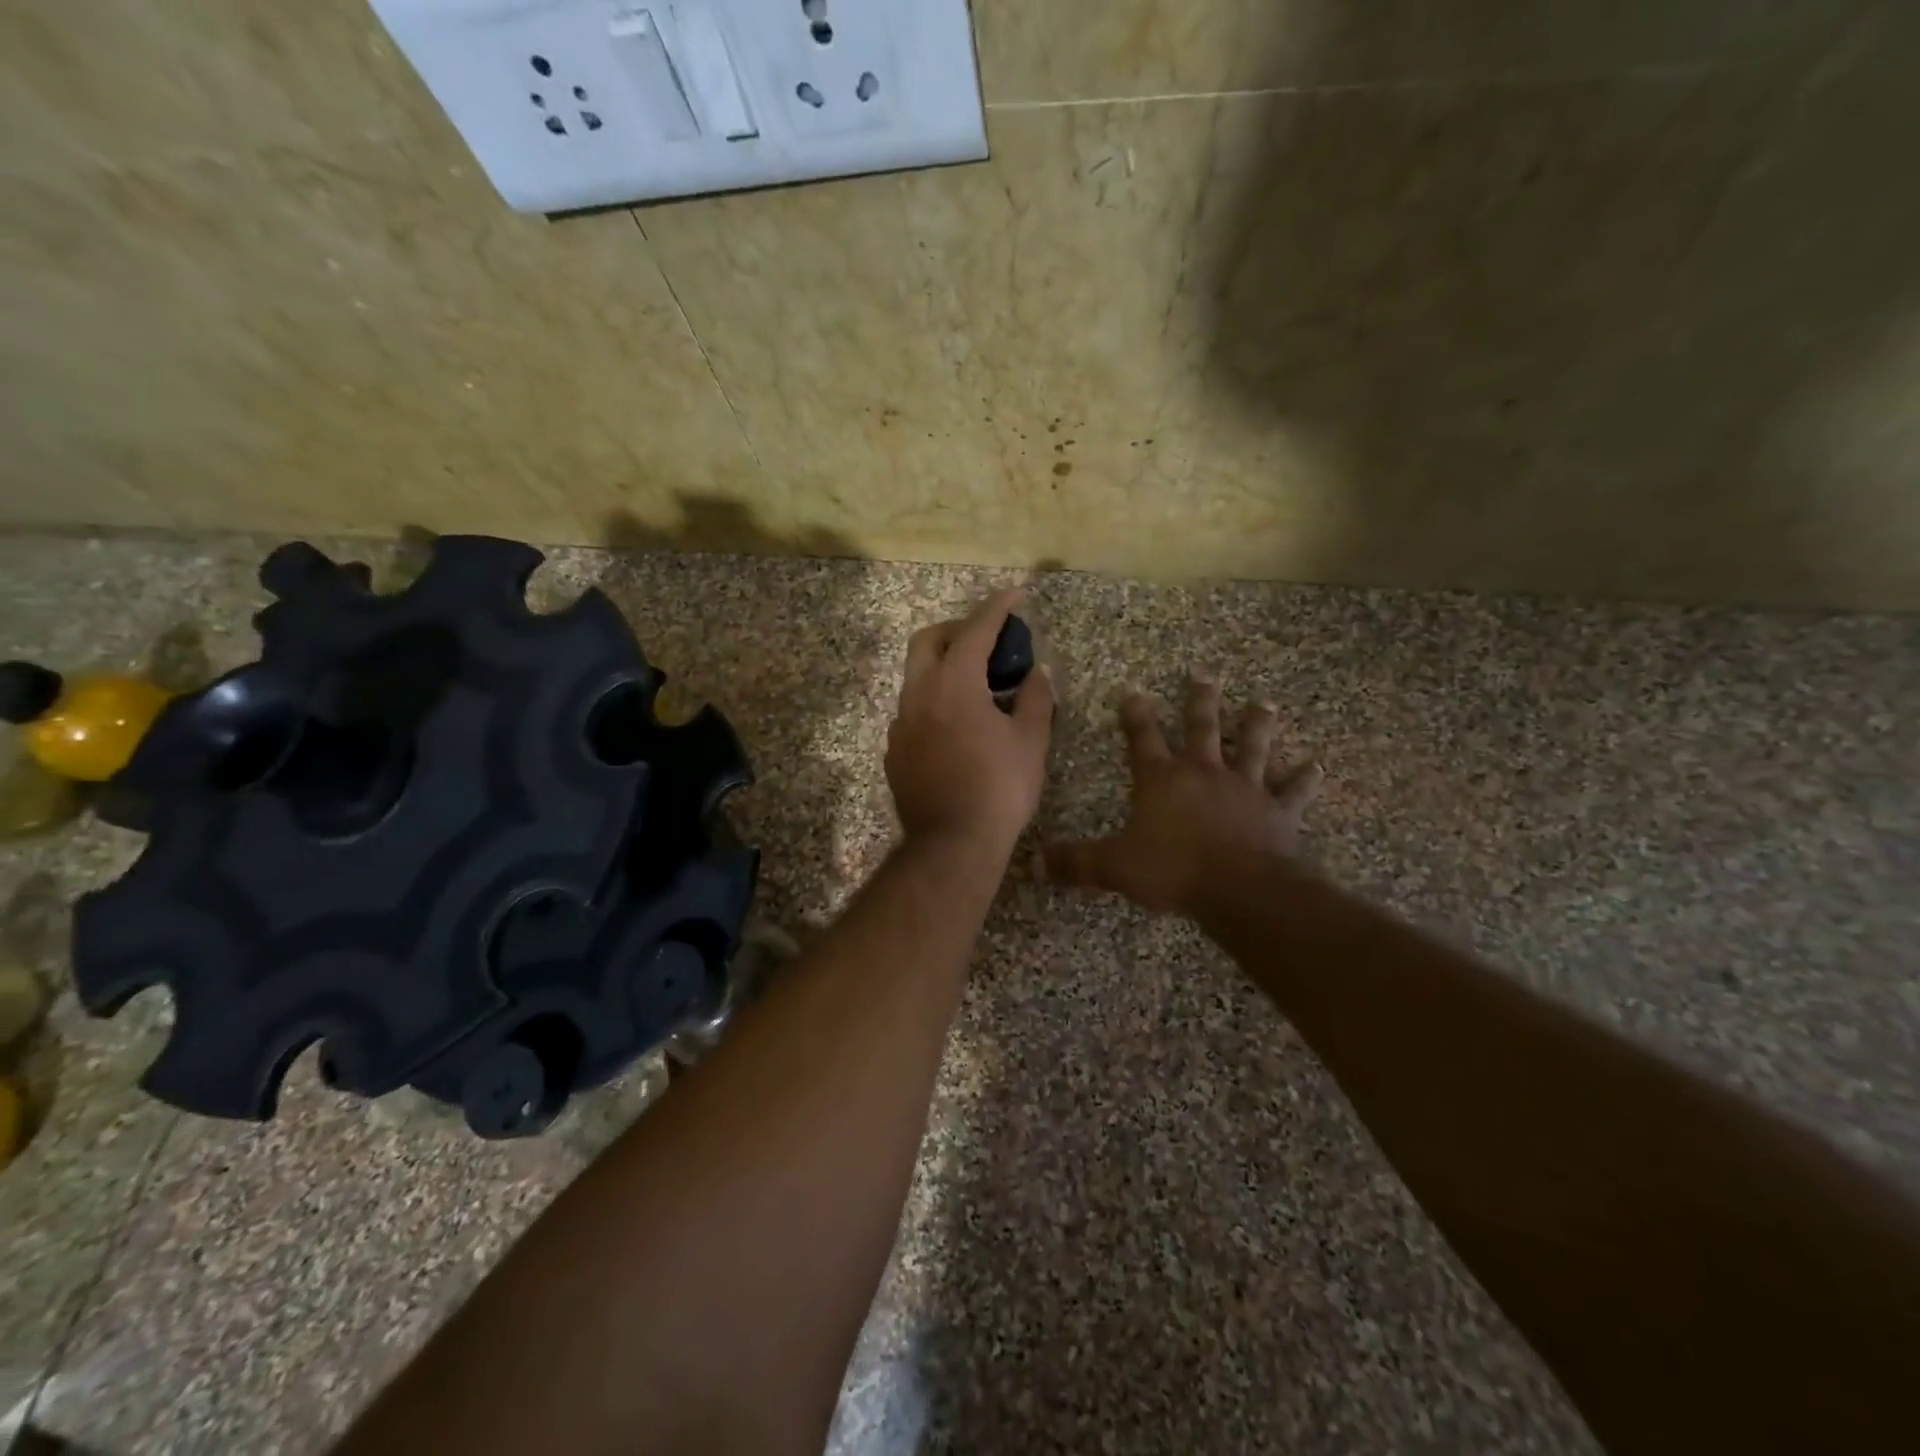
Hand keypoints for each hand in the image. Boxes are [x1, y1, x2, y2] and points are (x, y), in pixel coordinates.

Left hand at [887, 589, 1054, 858]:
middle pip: (927, 640)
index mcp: (954, 684)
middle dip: (956, 629)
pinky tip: (957, 727)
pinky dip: (935, 703)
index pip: (975, 631)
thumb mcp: (1031, 741)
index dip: (998, 608)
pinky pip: (913, 712)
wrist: (952, 844)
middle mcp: (918, 695)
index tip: (1015, 595)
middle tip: (986, 640)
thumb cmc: (1000, 789)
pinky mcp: (894, 752)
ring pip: (916, 678)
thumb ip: (1035, 698)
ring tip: (977, 687)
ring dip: (943, 668)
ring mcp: (900, 724)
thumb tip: (1037, 673)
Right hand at [1044, 675, 1321, 915]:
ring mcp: (1244, 788)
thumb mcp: (1114, 867)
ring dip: (1258, 725)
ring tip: (1265, 703)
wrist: (1238, 888)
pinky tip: (1315, 766)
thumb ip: (1075, 863)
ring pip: (1253, 747)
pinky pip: (1293, 791)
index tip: (1131, 690)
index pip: (1142, 738)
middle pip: (1202, 728)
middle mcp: (1203, 772)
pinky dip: (1304, 779)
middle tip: (1204, 676)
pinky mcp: (1277, 811)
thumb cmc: (1172, 870)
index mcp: (1161, 780)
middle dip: (1200, 701)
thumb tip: (1033, 865)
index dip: (1134, 714)